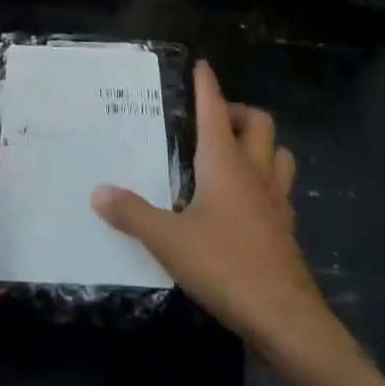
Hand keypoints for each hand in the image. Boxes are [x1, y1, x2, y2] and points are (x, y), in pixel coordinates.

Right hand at [92, 61, 335, 365]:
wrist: (285, 319)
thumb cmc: (225, 266)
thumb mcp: (168, 240)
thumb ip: (132, 214)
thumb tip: (98, 191)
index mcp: (225, 162)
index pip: (215, 109)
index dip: (207, 85)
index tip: (202, 66)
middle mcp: (255, 172)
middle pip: (258, 123)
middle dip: (238, 112)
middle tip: (214, 121)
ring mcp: (276, 202)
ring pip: (279, 154)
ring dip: (261, 145)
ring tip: (235, 155)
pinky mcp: (286, 231)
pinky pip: (281, 191)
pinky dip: (266, 184)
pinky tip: (248, 203)